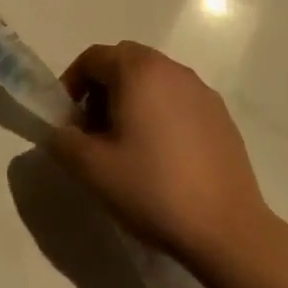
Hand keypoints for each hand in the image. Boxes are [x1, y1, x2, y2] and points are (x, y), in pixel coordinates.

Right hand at [49, 41, 273, 268]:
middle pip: (124, 62)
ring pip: (153, 80)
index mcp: (138, 71)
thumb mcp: (91, 169)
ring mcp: (201, 90)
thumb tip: (60, 131)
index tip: (67, 120)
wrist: (227, 230)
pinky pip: (178, 100)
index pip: (93, 58)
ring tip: (127, 146)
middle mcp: (171, 69)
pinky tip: (163, 157)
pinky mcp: (221, 115)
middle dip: (101, 89)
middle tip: (94, 131)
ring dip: (131, 100)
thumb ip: (62, 141)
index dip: (72, 84)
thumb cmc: (153, 190)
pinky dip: (160, 113)